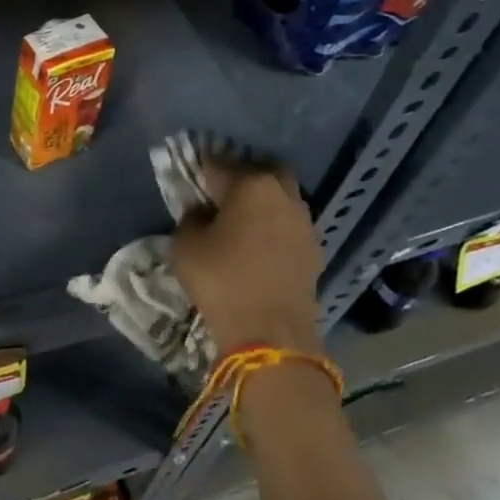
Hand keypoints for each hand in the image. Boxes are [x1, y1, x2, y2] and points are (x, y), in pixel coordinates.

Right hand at [171, 166, 323, 354]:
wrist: (271, 333)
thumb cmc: (222, 281)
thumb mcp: (185, 246)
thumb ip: (190, 219)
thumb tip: (202, 214)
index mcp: (252, 185)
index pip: (219, 165)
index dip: (200, 172)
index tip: (189, 183)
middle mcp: (284, 195)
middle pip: (262, 173)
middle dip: (241, 179)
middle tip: (219, 198)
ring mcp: (305, 223)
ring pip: (281, 200)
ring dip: (262, 205)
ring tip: (239, 225)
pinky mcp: (314, 251)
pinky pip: (289, 227)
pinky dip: (274, 230)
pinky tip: (258, 248)